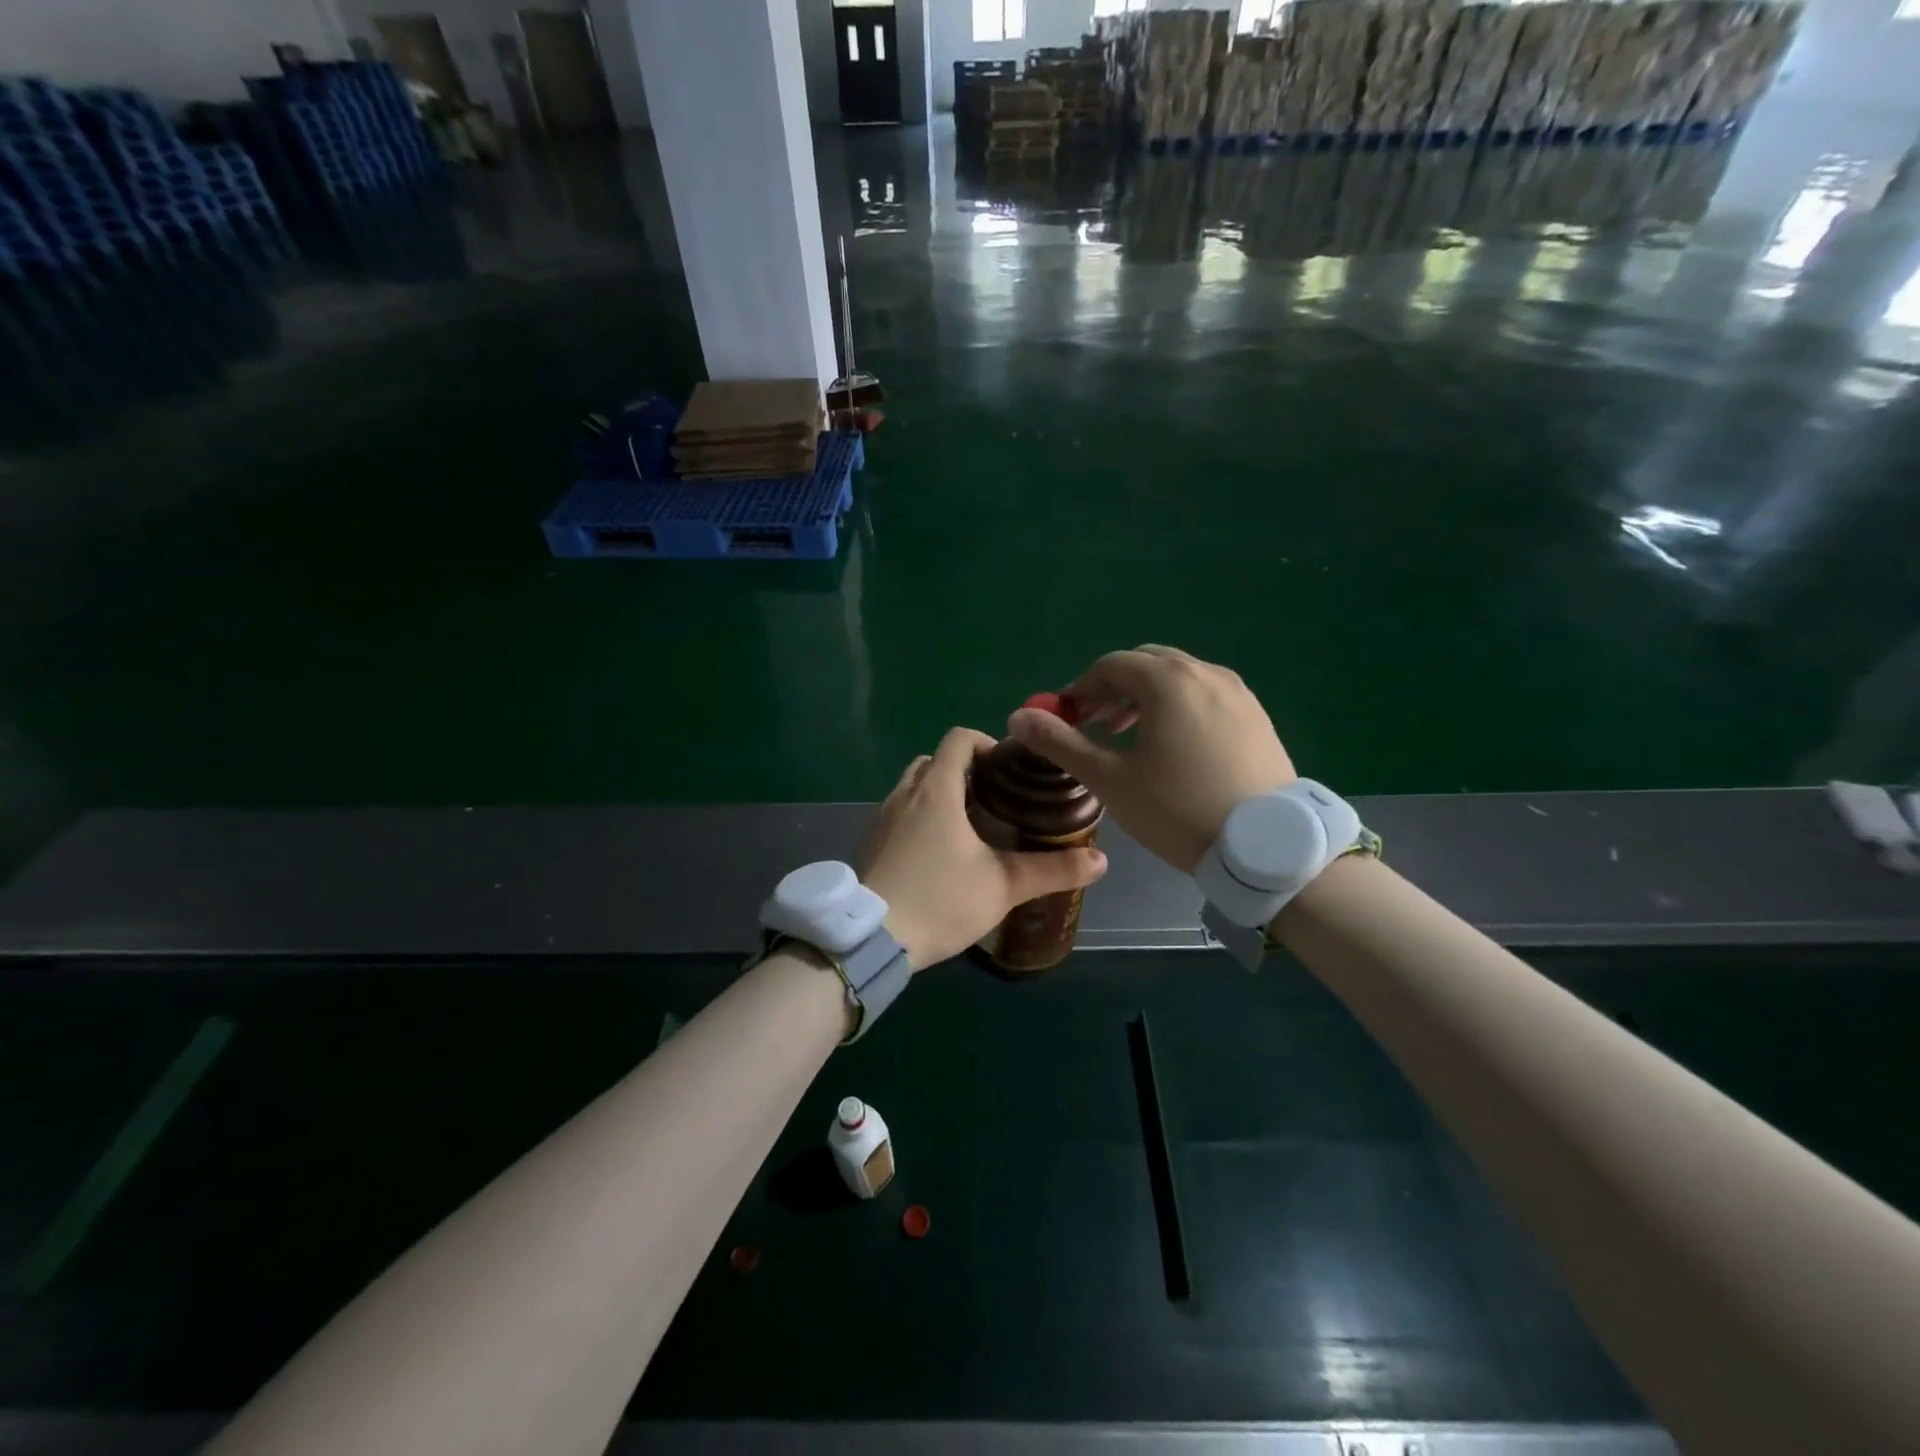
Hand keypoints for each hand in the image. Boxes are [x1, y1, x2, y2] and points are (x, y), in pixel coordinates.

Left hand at [859, 727, 1108, 968]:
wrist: (869, 938)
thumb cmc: (939, 900)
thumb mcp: (1002, 886)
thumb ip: (1052, 870)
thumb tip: (1101, 860)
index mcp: (936, 791)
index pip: (958, 739)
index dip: (985, 742)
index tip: (1008, 768)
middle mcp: (904, 795)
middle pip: (933, 761)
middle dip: (962, 771)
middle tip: (993, 799)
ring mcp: (880, 819)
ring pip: (912, 788)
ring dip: (938, 795)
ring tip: (969, 828)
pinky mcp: (869, 844)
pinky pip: (898, 815)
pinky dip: (919, 819)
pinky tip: (937, 856)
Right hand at [1005, 645, 1294, 874]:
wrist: (1266, 846)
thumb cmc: (1178, 809)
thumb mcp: (1111, 779)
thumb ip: (1062, 743)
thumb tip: (1018, 718)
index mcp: (1168, 681)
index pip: (1111, 665)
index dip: (1081, 688)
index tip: (1066, 718)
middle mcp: (1205, 673)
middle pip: (1146, 664)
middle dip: (1113, 689)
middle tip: (1097, 725)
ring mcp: (1238, 692)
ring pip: (1179, 678)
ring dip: (1146, 697)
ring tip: (1131, 737)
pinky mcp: (1257, 715)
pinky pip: (1206, 695)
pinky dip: (1179, 707)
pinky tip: (1175, 748)